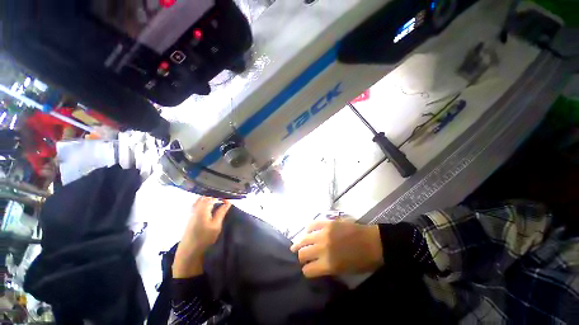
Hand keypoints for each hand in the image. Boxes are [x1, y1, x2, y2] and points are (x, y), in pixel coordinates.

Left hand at [173, 197, 230, 277]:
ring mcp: (192, 212)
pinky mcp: (191, 216)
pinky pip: (198, 204)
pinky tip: (210, 206)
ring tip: (219, 200)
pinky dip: (205, 202)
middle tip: (224, 198)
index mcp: (202, 208)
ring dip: (210, 198)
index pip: (212, 196)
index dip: (220, 195)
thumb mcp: (216, 225)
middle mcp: (196, 207)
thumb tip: (228, 202)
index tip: (228, 198)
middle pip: (205, 196)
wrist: (189, 251)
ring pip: (201, 199)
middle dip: (215, 195)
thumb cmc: (204, 238)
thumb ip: (221, 212)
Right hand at [290, 220, 382, 277]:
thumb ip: (327, 268)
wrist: (373, 243)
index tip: (306, 269)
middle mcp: (323, 248)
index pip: (308, 269)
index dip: (306, 270)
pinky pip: (312, 224)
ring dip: (299, 243)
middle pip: (303, 253)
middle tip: (300, 257)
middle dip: (301, 257)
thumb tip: (315, 264)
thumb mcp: (344, 271)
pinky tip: (307, 232)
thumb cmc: (361, 261)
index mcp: (328, 264)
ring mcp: (324, 233)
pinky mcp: (328, 223)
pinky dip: (308, 229)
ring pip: (304, 239)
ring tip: (296, 245)